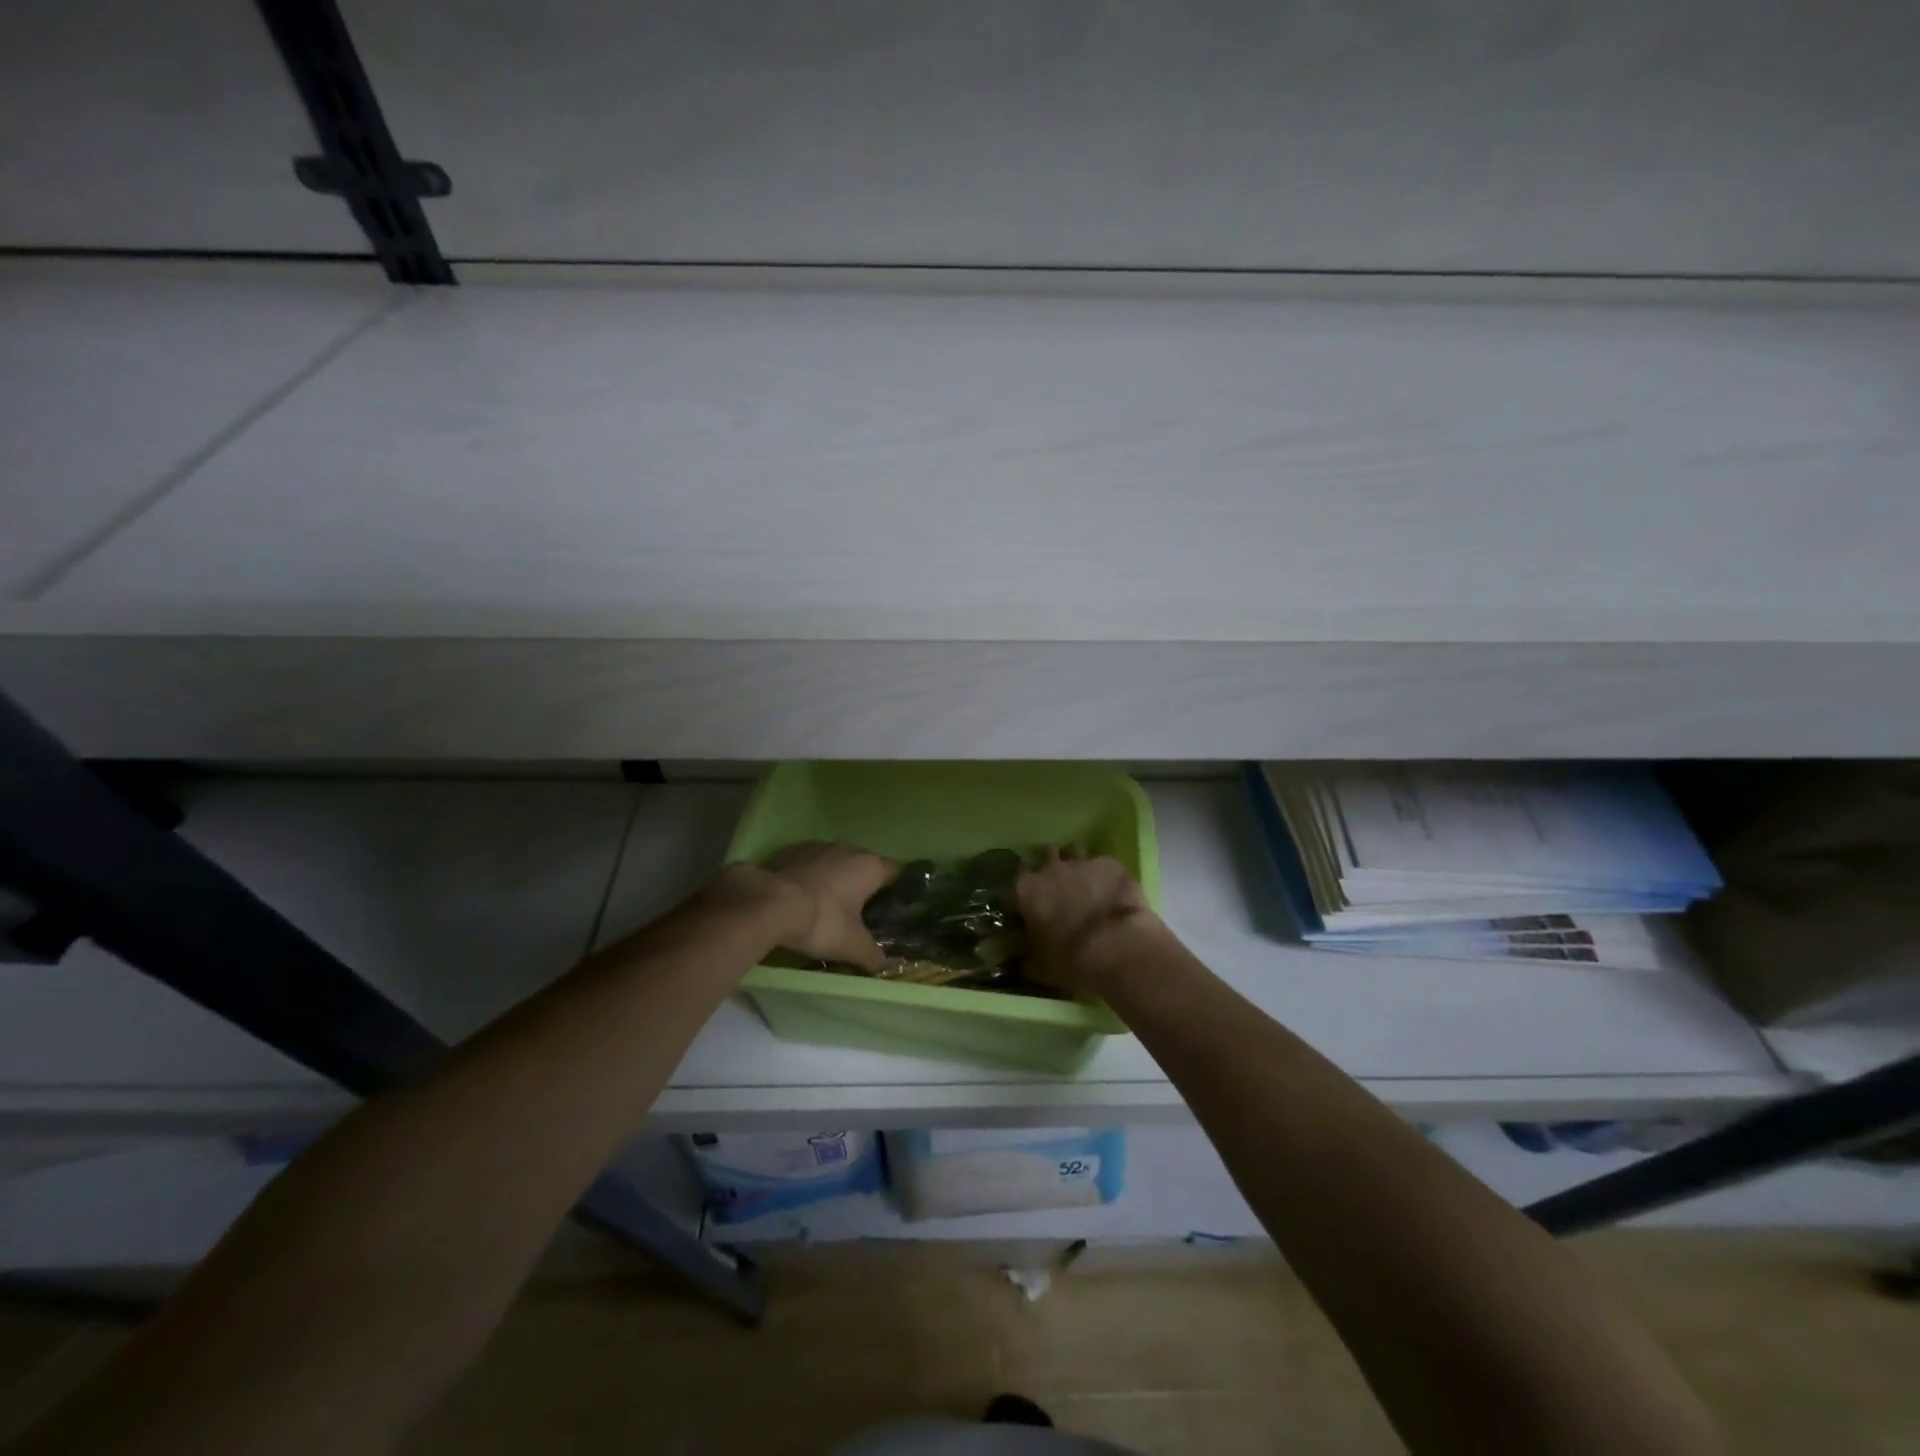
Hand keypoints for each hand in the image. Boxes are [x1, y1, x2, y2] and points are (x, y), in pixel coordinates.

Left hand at [711, 842, 895, 971]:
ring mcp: (817, 846)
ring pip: (835, 862)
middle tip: (859, 912)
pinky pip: (808, 863)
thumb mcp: (852, 946)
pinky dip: (809, 877)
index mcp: (869, 866)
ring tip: (827, 905)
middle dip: (862, 885)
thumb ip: (873, 955)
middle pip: (863, 865)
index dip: (896, 889)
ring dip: (834, 879)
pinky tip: (800, 898)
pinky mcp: (790, 850)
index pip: (895, 871)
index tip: (892, 907)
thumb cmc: (822, 921)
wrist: (768, 904)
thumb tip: (885, 967)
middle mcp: (847, 849)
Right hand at [1016, 847, 1158, 995]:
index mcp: (1027, 891)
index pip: (1016, 882)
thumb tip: (1021, 961)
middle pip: (1045, 855)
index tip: (1029, 904)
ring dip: (1076, 863)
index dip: (1023, 893)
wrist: (1119, 948)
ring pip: (1074, 851)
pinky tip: (1111, 889)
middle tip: (1059, 887)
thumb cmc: (1073, 961)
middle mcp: (1050, 869)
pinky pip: (1102, 863)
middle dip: (1050, 868)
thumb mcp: (1041, 967)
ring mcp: (1081, 862)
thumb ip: (1027, 958)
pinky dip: (1104, 873)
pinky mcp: (1110, 864)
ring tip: (1085, 881)